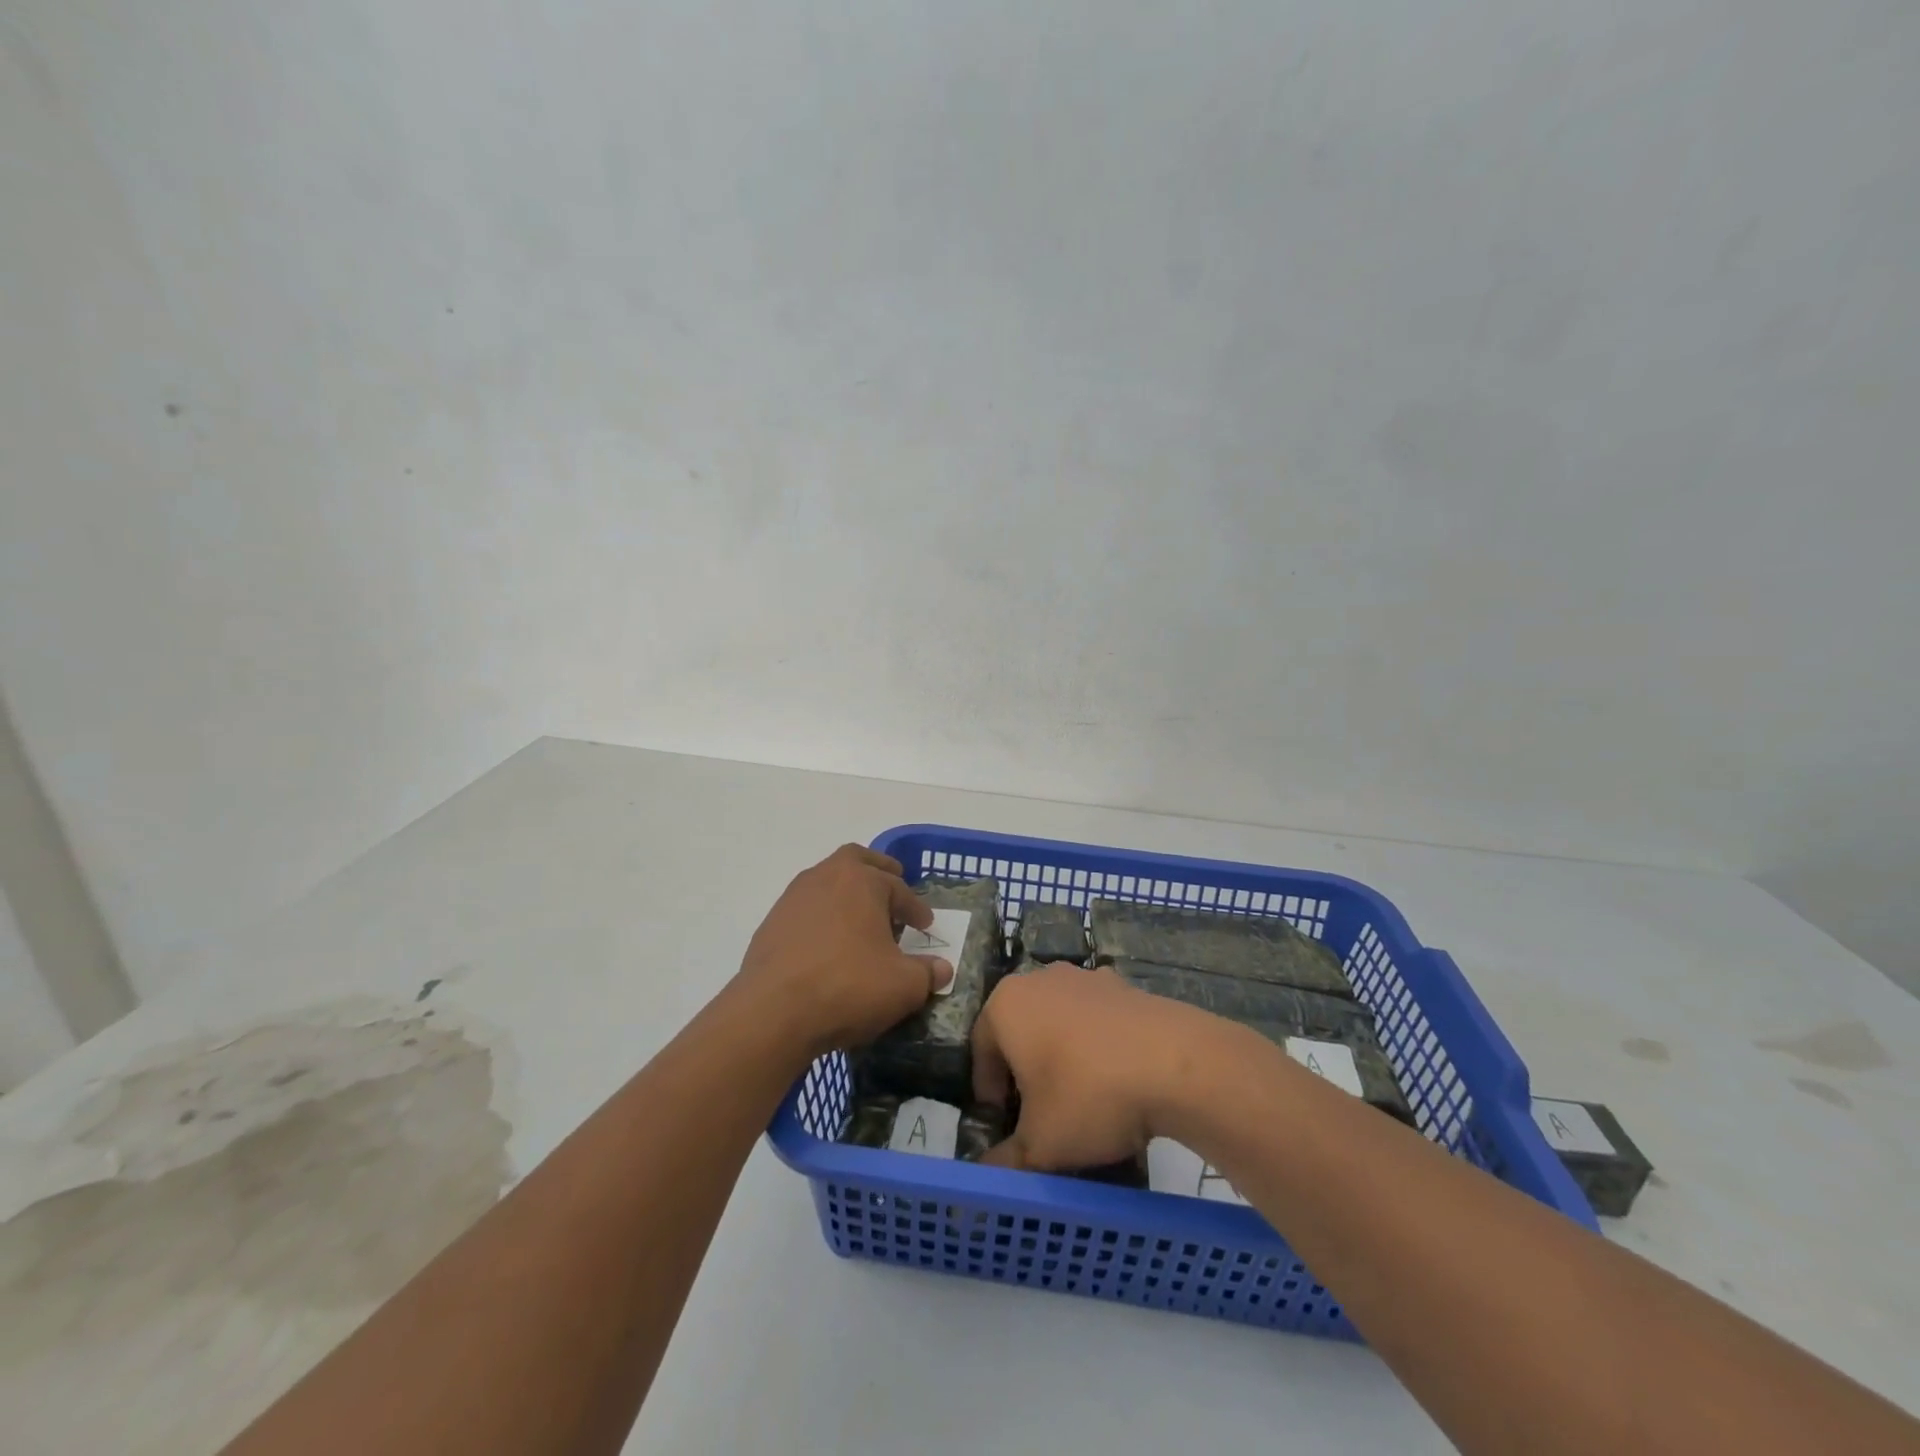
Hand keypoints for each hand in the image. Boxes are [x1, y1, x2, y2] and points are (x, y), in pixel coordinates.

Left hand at [732, 844, 953, 1058]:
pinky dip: (822, 920)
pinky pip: (805, 911)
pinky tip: (828, 948)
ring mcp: (793, 899)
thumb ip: (927, 974)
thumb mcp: (903, 986)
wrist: (772, 1013)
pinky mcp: (771, 925)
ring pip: (826, 883)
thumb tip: (942, 969)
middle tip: (891, 886)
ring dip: (846, 896)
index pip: (898, 888)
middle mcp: (825, 877)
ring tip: (860, 923)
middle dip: (877, 871)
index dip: (916, 908)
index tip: (925, 925)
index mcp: (861, 880)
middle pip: (855, 860)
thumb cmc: (848, 986)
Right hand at [971, 963, 1230, 1171]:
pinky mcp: (1123, 986)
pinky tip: (1117, 1081)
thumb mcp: (1040, 1144)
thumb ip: (1004, 1162)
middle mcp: (1040, 979)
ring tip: (1082, 1101)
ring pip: (1058, 1022)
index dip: (988, 1092)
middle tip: (1038, 1115)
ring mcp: (1085, 977)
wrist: (1175, 1064)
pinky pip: (1096, 1020)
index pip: (980, 1049)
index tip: (1003, 1125)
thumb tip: (983, 1177)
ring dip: (1061, 1056)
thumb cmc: (1089, 1095)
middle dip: (1024, 1072)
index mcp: (1006, 1004)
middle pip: (1019, 1030)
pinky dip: (1097, 1046)